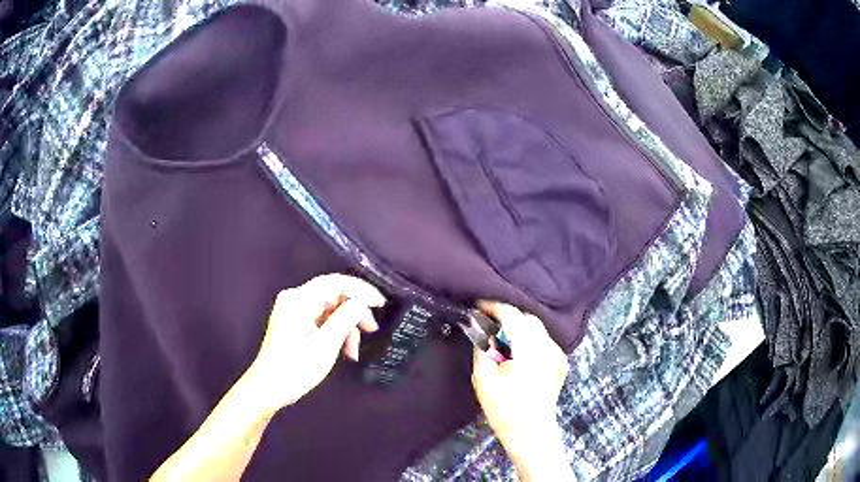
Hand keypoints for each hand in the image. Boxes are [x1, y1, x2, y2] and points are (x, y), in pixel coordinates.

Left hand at [247, 274, 385, 414]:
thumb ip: (345, 319)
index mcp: (298, 300)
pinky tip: (345, 351)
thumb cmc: (294, 369)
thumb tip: (363, 301)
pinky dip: (336, 333)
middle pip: (334, 295)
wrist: (268, 389)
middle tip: (371, 330)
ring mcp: (295, 311)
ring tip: (354, 350)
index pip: (335, 283)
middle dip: (354, 312)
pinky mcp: (296, 323)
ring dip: (346, 327)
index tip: (380, 304)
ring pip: (331, 309)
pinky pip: (323, 320)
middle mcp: (295, 299)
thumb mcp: (325, 346)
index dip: (360, 290)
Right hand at [471, 301, 572, 480]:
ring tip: (501, 335)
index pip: (512, 316)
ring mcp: (558, 354)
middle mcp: (548, 347)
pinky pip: (544, 339)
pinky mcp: (561, 361)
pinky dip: (530, 338)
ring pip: (537, 327)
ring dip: (519, 326)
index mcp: (528, 351)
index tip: (479, 306)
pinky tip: (518, 350)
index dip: (494, 307)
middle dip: (508, 315)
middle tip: (488, 321)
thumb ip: (482, 348)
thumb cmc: (503, 409)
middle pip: (527, 318)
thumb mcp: (484, 379)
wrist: (530, 431)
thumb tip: (479, 326)